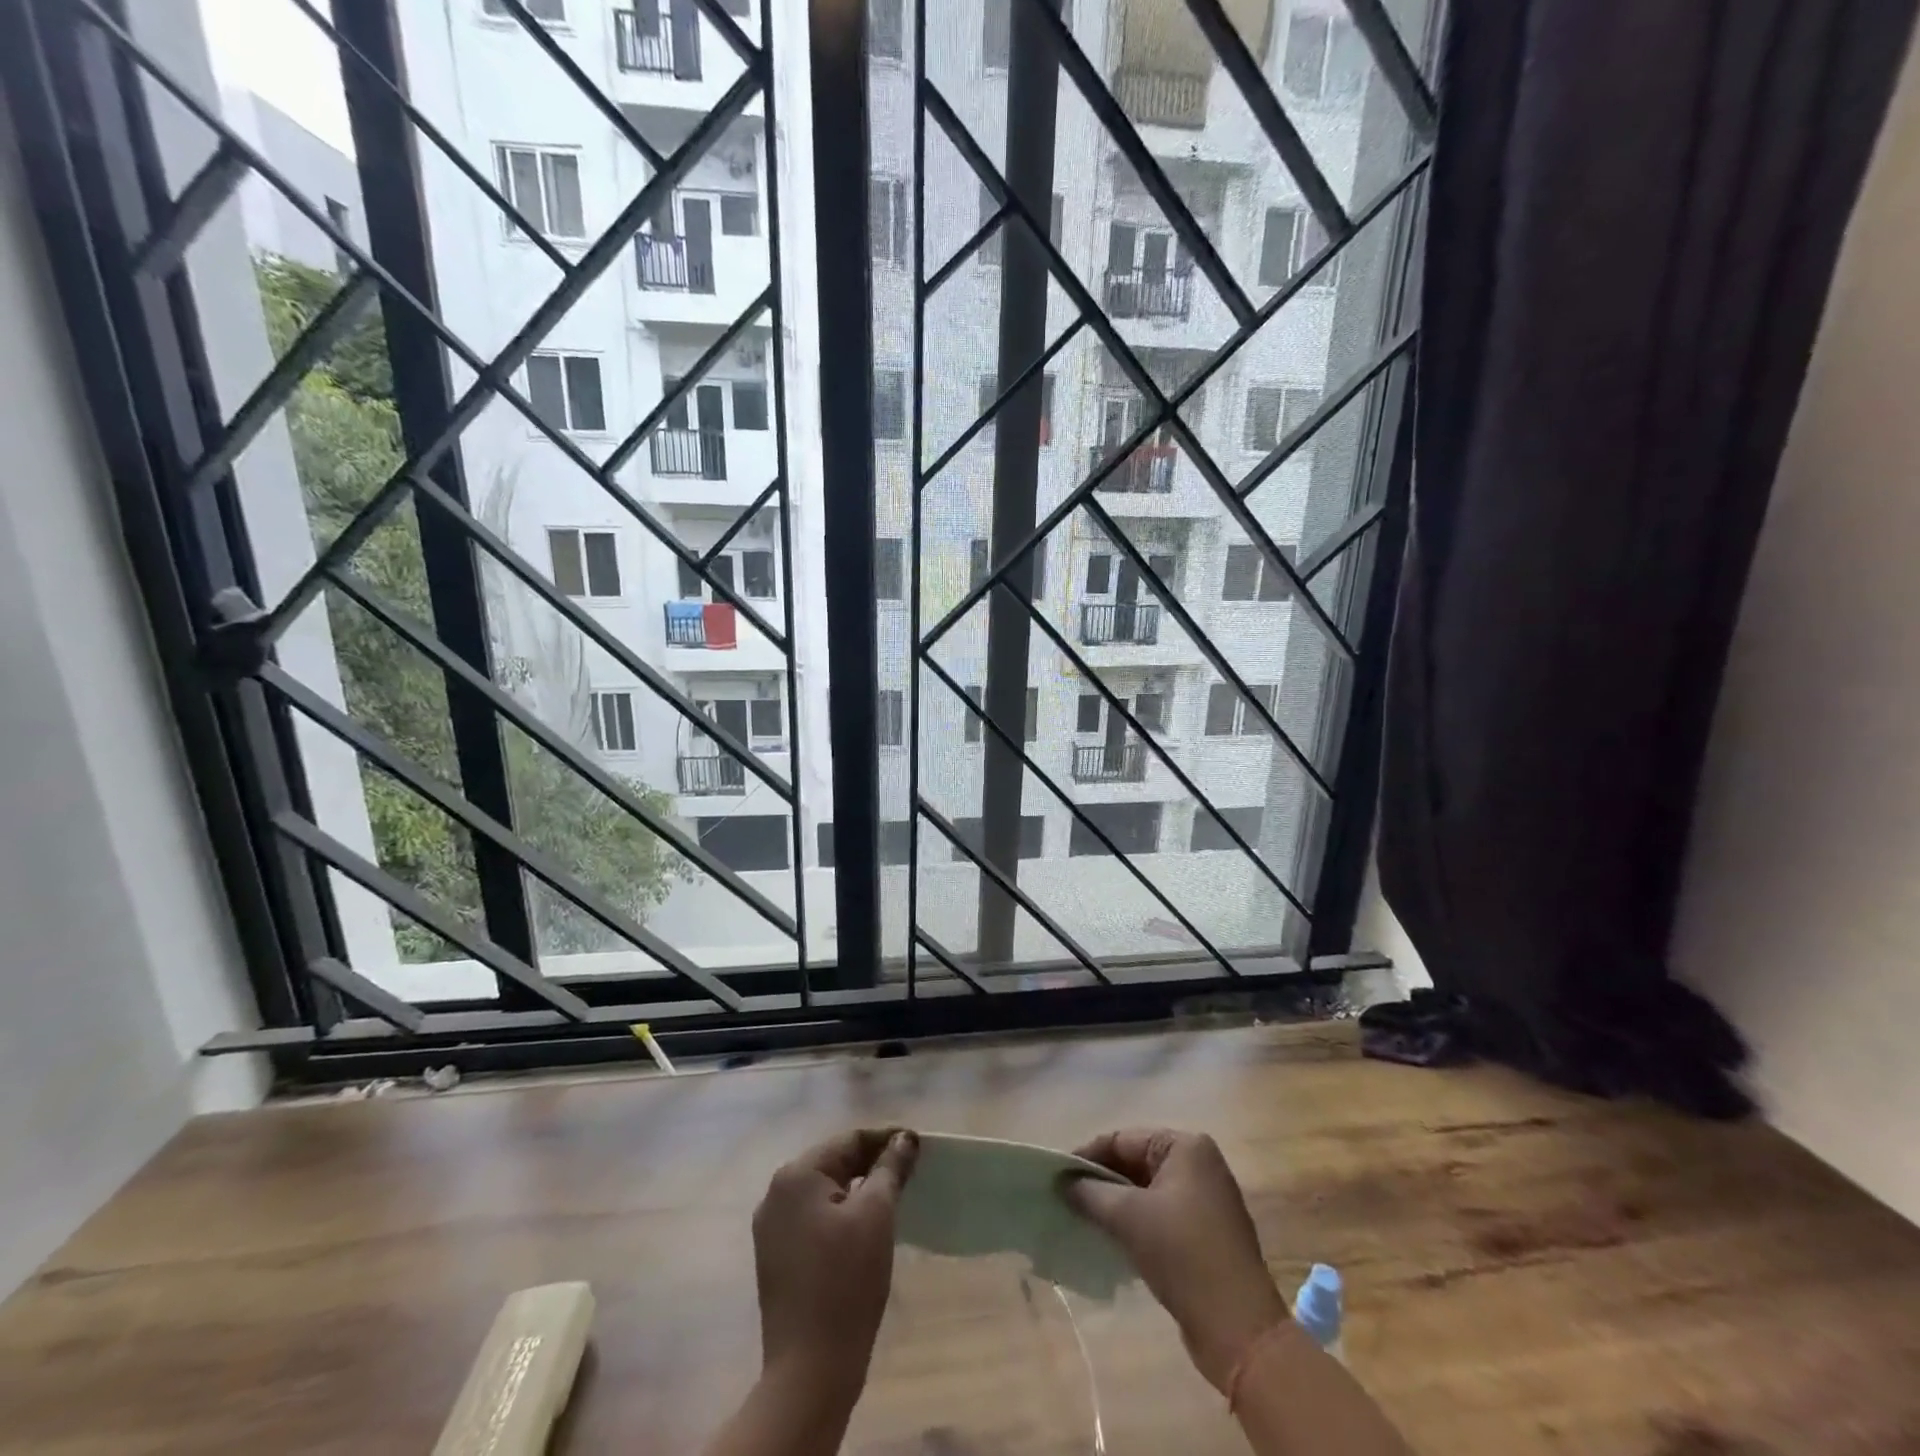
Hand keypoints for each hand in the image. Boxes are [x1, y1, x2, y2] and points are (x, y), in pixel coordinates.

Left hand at [751, 1127, 918, 1406]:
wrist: (809, 1370)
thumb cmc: (846, 1281)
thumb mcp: (877, 1215)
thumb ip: (891, 1168)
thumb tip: (905, 1138)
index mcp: (796, 1175)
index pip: (849, 1140)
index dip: (886, 1139)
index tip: (918, 1146)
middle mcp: (776, 1193)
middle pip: (834, 1162)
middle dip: (872, 1163)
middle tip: (909, 1171)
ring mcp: (771, 1228)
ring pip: (824, 1191)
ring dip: (858, 1189)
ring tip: (893, 1196)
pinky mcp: (776, 1257)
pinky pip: (814, 1218)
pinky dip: (841, 1214)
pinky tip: (865, 1228)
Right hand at [1064, 1129, 1288, 1391]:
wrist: (1239, 1329)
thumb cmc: (1182, 1254)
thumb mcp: (1129, 1217)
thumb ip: (1091, 1193)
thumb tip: (1064, 1183)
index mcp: (1186, 1146)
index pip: (1123, 1139)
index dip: (1087, 1155)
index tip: (1058, 1176)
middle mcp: (1199, 1164)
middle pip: (1136, 1163)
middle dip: (1102, 1181)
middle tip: (1067, 1198)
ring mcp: (1207, 1199)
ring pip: (1147, 1191)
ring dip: (1117, 1204)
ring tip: (1084, 1219)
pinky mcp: (1208, 1233)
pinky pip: (1161, 1215)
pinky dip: (1136, 1223)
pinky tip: (1113, 1240)